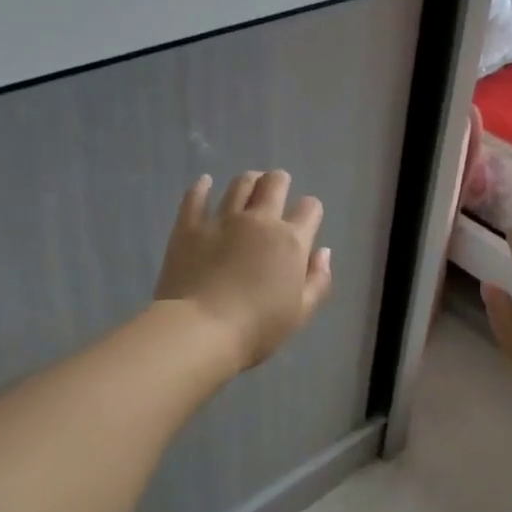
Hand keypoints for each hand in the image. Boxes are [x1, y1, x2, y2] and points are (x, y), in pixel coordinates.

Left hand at [154, 170, 333, 370]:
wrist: (201, 330)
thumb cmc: (257, 328)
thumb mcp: (300, 313)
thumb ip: (317, 280)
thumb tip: (322, 252)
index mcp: (291, 241)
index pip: (310, 209)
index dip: (310, 211)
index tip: (306, 219)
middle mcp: (259, 220)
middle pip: (274, 184)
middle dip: (280, 181)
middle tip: (277, 187)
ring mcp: (222, 220)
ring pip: (239, 185)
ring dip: (248, 181)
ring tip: (249, 184)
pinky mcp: (189, 227)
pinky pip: (195, 198)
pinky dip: (202, 187)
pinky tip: (204, 182)